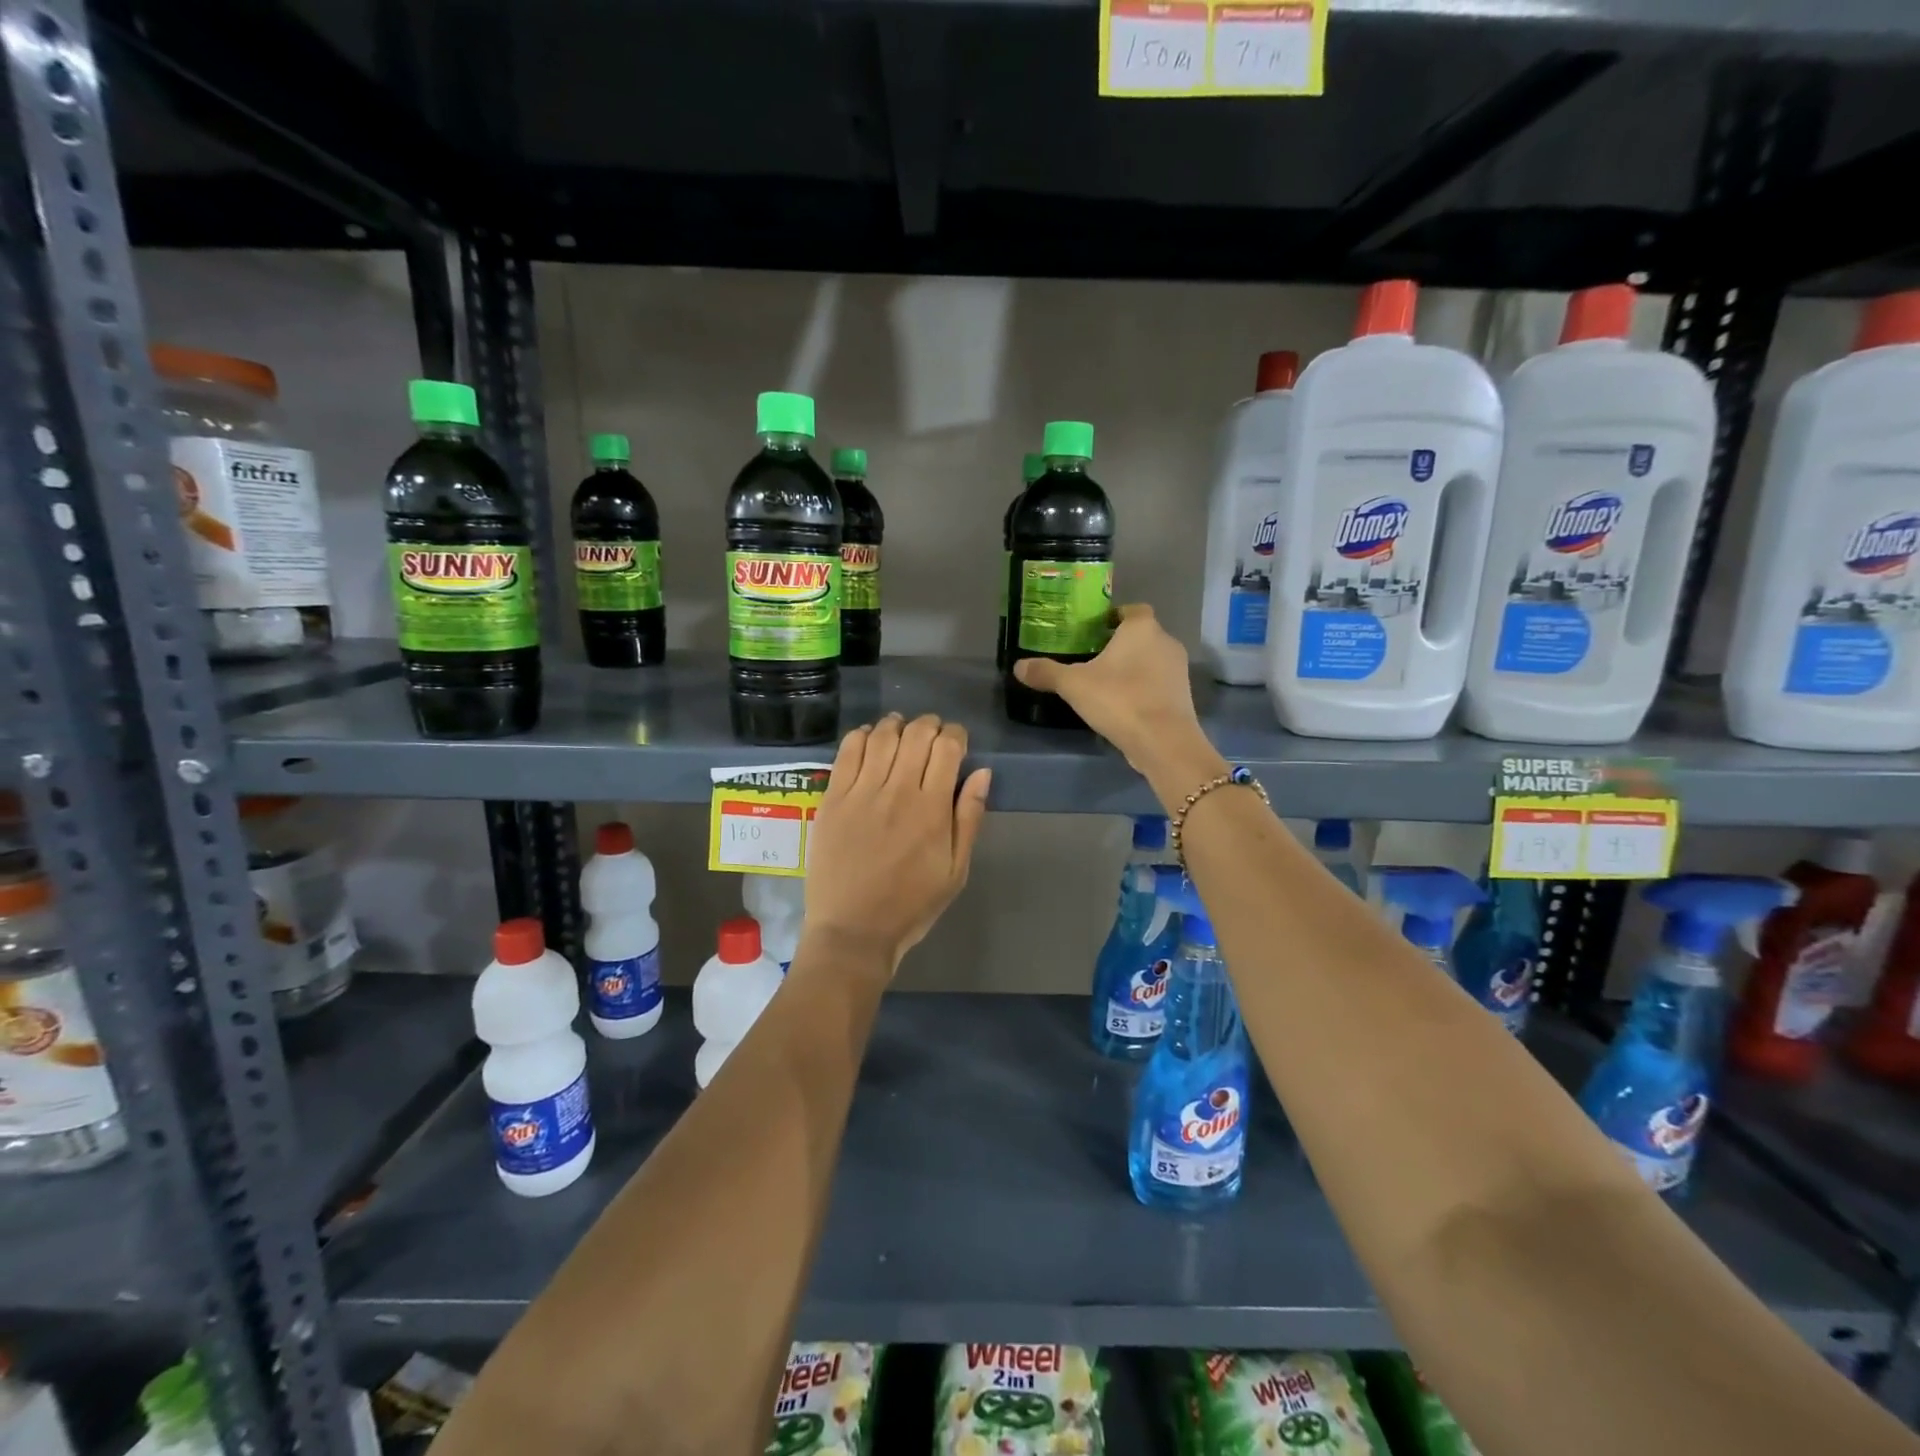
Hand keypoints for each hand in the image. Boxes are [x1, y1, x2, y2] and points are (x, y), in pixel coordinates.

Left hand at [802, 713, 991, 972]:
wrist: (853, 930)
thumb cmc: (911, 905)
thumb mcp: (956, 871)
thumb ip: (969, 818)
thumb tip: (982, 773)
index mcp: (933, 808)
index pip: (947, 747)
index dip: (955, 735)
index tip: (956, 741)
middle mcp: (898, 790)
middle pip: (916, 734)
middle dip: (929, 725)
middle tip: (931, 735)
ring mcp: (861, 792)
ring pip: (882, 736)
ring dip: (896, 724)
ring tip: (901, 730)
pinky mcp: (833, 798)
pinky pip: (847, 751)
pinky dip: (862, 736)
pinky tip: (869, 740)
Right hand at [1013, 605, 1211, 775]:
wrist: (1163, 741)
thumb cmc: (1119, 699)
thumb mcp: (1073, 685)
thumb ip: (1046, 672)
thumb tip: (1019, 666)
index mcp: (1142, 628)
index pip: (1131, 610)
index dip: (1113, 617)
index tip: (1092, 631)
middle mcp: (1165, 642)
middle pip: (1141, 635)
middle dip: (1119, 644)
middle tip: (1091, 658)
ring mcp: (1179, 670)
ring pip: (1150, 660)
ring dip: (1132, 668)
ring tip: (1104, 683)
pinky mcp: (1183, 695)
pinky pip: (1157, 683)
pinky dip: (1142, 688)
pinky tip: (1122, 704)